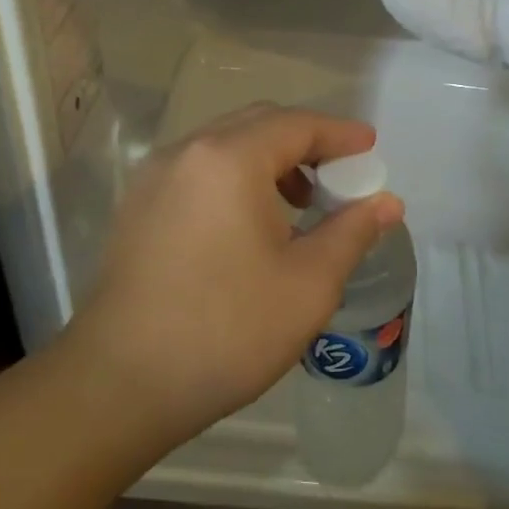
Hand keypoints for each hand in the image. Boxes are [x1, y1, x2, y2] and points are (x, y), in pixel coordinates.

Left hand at [71, 104, 405, 448]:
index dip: (340, 134)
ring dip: (268, 161)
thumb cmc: (228, 330)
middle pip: (257, 125)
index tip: (371, 148)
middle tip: (341, 176)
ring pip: (223, 147)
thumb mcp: (308, 284)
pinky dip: (234, 179)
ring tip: (299, 204)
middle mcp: (186, 153)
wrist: (122, 383)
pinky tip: (249, 225)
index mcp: (229, 159)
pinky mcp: (136, 208)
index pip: (297, 125)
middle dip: (305, 143)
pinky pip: (197, 172)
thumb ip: (351, 232)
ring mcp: (153, 179)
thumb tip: (387, 202)